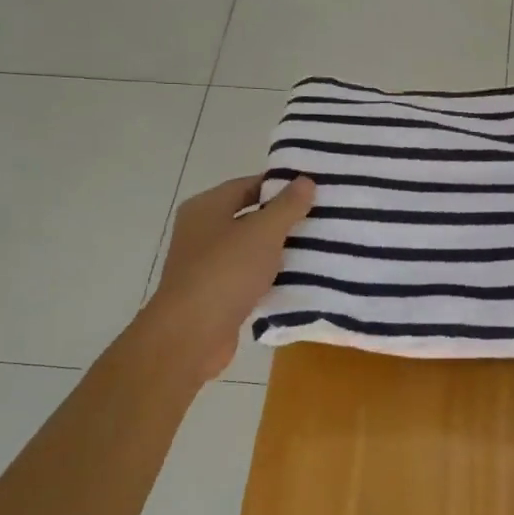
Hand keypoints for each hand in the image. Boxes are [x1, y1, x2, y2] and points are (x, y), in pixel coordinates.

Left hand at [138, 174, 315, 382]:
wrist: (192, 334)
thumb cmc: (225, 272)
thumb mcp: (263, 232)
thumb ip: (286, 206)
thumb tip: (305, 180)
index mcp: (206, 207)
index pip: (247, 185)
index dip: (279, 186)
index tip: (312, 191)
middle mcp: (201, 231)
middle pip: (249, 216)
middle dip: (283, 219)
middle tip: (321, 218)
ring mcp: (206, 264)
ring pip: (250, 249)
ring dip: (279, 250)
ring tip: (318, 248)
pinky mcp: (215, 294)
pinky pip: (248, 276)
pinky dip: (269, 276)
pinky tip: (298, 280)